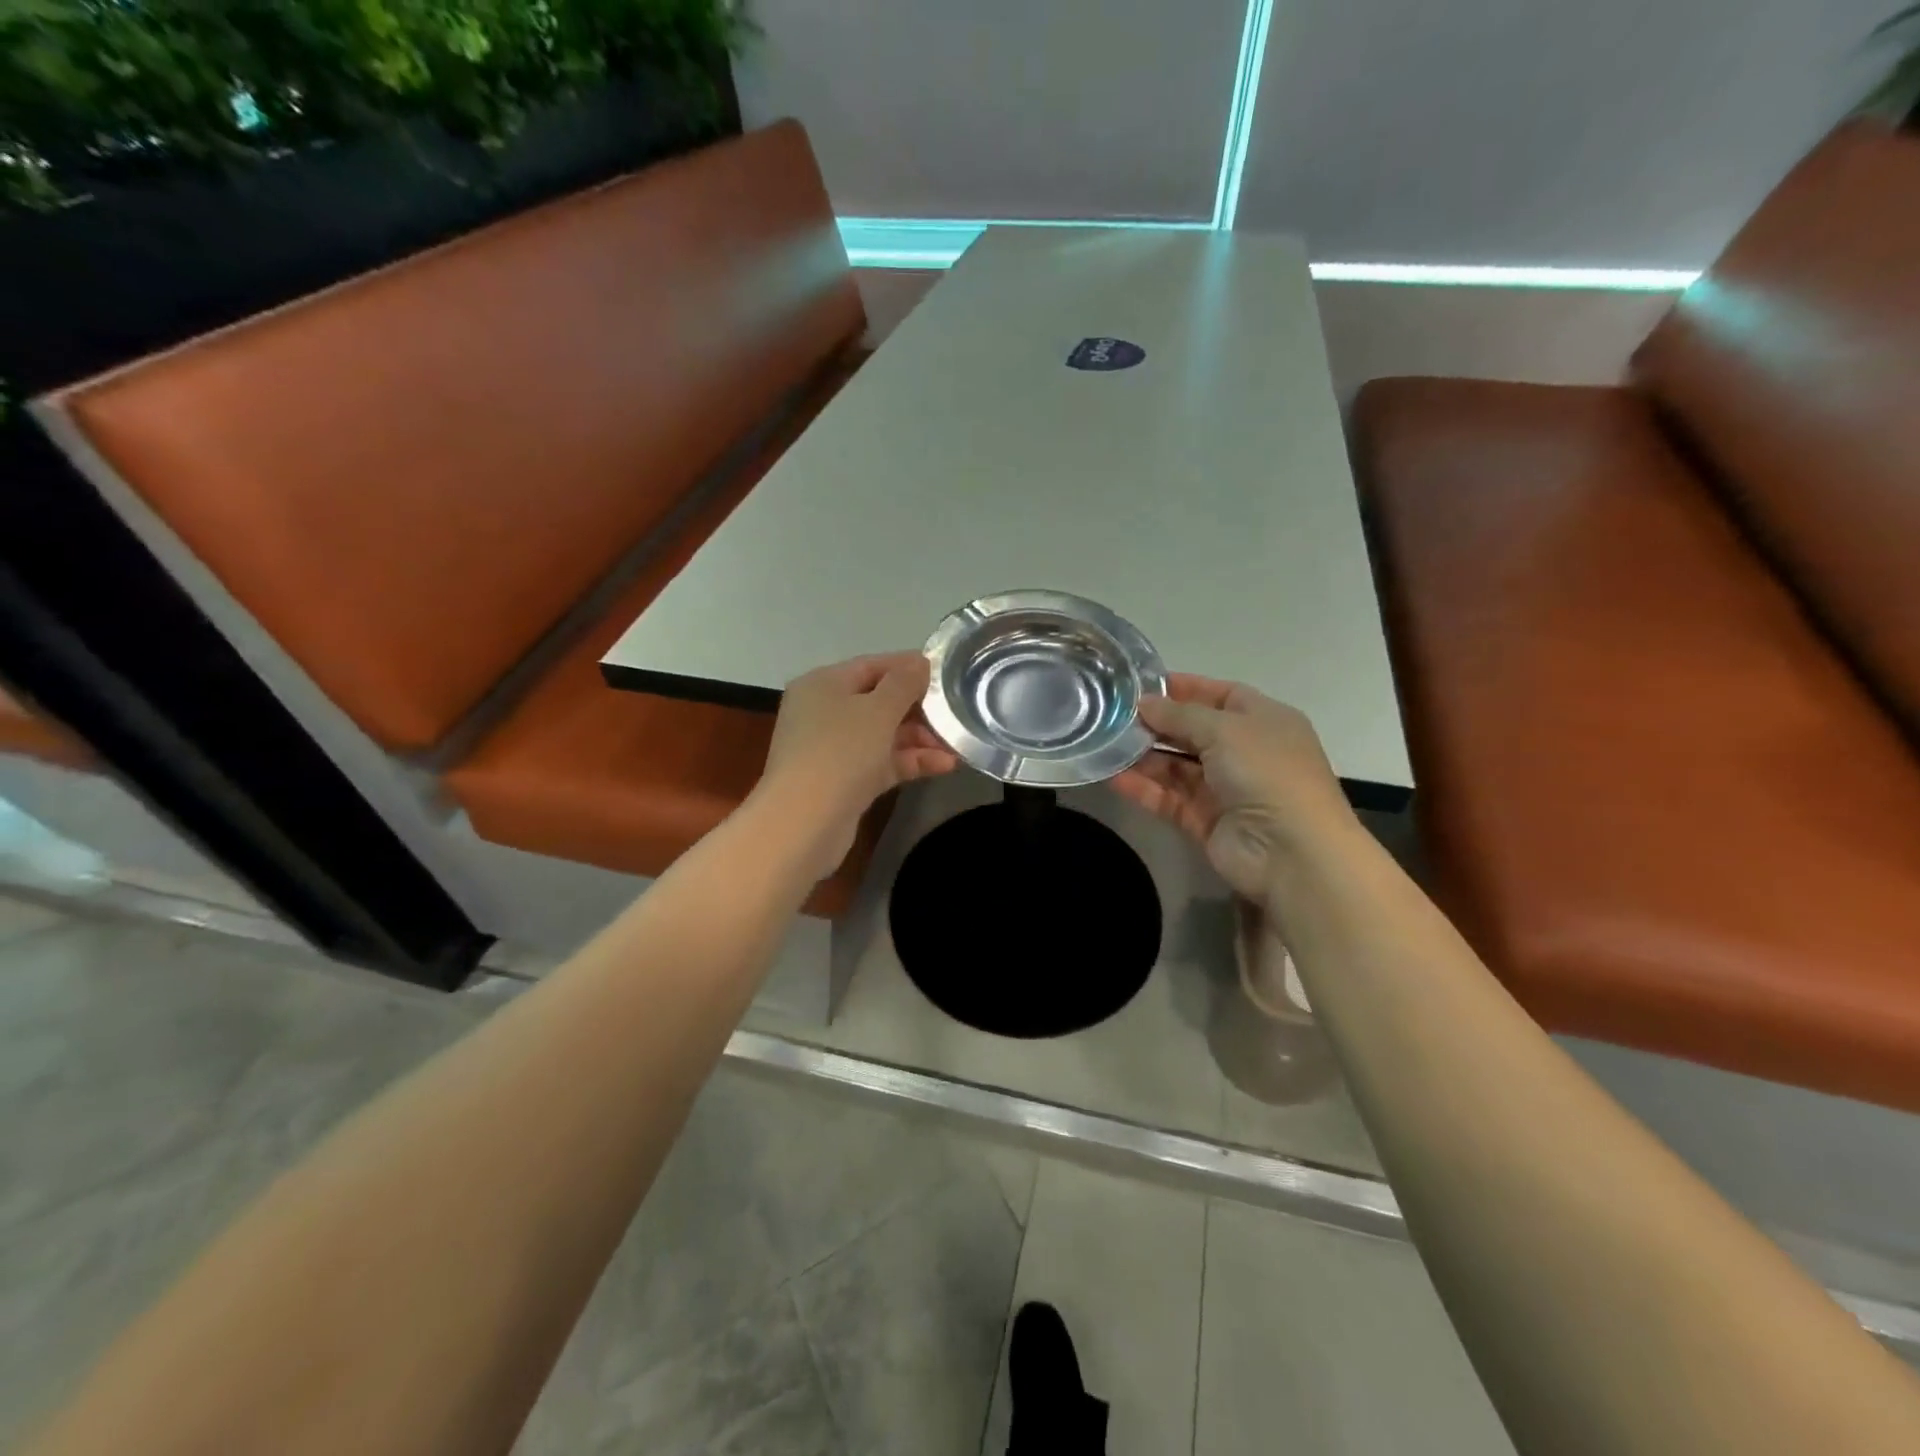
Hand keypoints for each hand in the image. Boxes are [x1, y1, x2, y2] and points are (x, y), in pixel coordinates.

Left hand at [755, 652, 958, 876]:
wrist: (805, 822)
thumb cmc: (840, 751)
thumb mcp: (878, 709)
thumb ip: (904, 683)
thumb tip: (920, 663)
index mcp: (822, 684)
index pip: (871, 666)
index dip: (909, 666)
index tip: (946, 671)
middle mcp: (823, 712)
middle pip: (878, 701)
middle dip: (919, 707)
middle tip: (957, 710)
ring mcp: (832, 749)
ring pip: (883, 735)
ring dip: (920, 738)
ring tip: (957, 742)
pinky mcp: (844, 782)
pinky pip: (882, 762)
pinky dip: (909, 761)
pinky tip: (946, 764)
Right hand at [1112, 674, 1356, 902]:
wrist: (1290, 852)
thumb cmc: (1267, 773)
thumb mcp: (1225, 730)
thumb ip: (1180, 714)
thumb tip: (1144, 702)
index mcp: (1264, 721)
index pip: (1220, 695)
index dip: (1184, 688)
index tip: (1141, 685)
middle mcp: (1246, 752)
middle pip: (1193, 731)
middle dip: (1156, 723)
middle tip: (1113, 715)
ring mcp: (1225, 789)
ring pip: (1176, 766)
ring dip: (1144, 756)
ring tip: (1105, 743)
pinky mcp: (1205, 820)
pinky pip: (1169, 798)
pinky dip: (1143, 788)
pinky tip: (1112, 777)